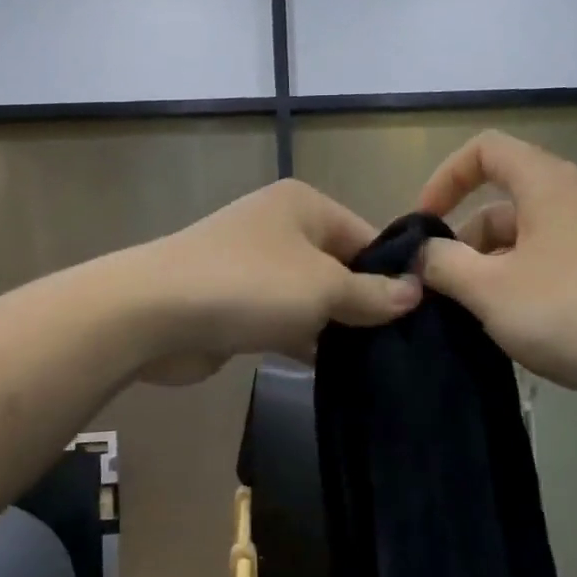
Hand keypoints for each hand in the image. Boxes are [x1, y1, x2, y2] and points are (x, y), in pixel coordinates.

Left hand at [131, 178, 420, 384]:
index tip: (423, 317)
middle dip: (366, 305)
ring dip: (336, 328)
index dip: (394, 275)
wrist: (154, 315)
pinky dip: (305, 341)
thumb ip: (372, 295)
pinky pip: (284, 321)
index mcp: (304, 206)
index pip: (367, 237)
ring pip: (312, 298)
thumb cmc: (250, 286)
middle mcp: (280, 229)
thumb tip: (416, 293)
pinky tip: (335, 370)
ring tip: (379, 364)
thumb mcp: (323, 288)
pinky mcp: (237, 305)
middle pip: (340, 268)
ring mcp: (255, 268)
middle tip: (404, 347)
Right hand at [416, 132, 576, 428]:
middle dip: (461, 242)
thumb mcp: (488, 288)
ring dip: (484, 273)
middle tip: (438, 288)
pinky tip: (502, 332)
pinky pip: (541, 272)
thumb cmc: (570, 311)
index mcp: (544, 185)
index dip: (446, 178)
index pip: (484, 150)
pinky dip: (513, 291)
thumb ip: (442, 263)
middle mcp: (568, 203)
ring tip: (466, 317)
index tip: (424, 225)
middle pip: (497, 205)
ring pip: (517, 244)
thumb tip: (419, 254)